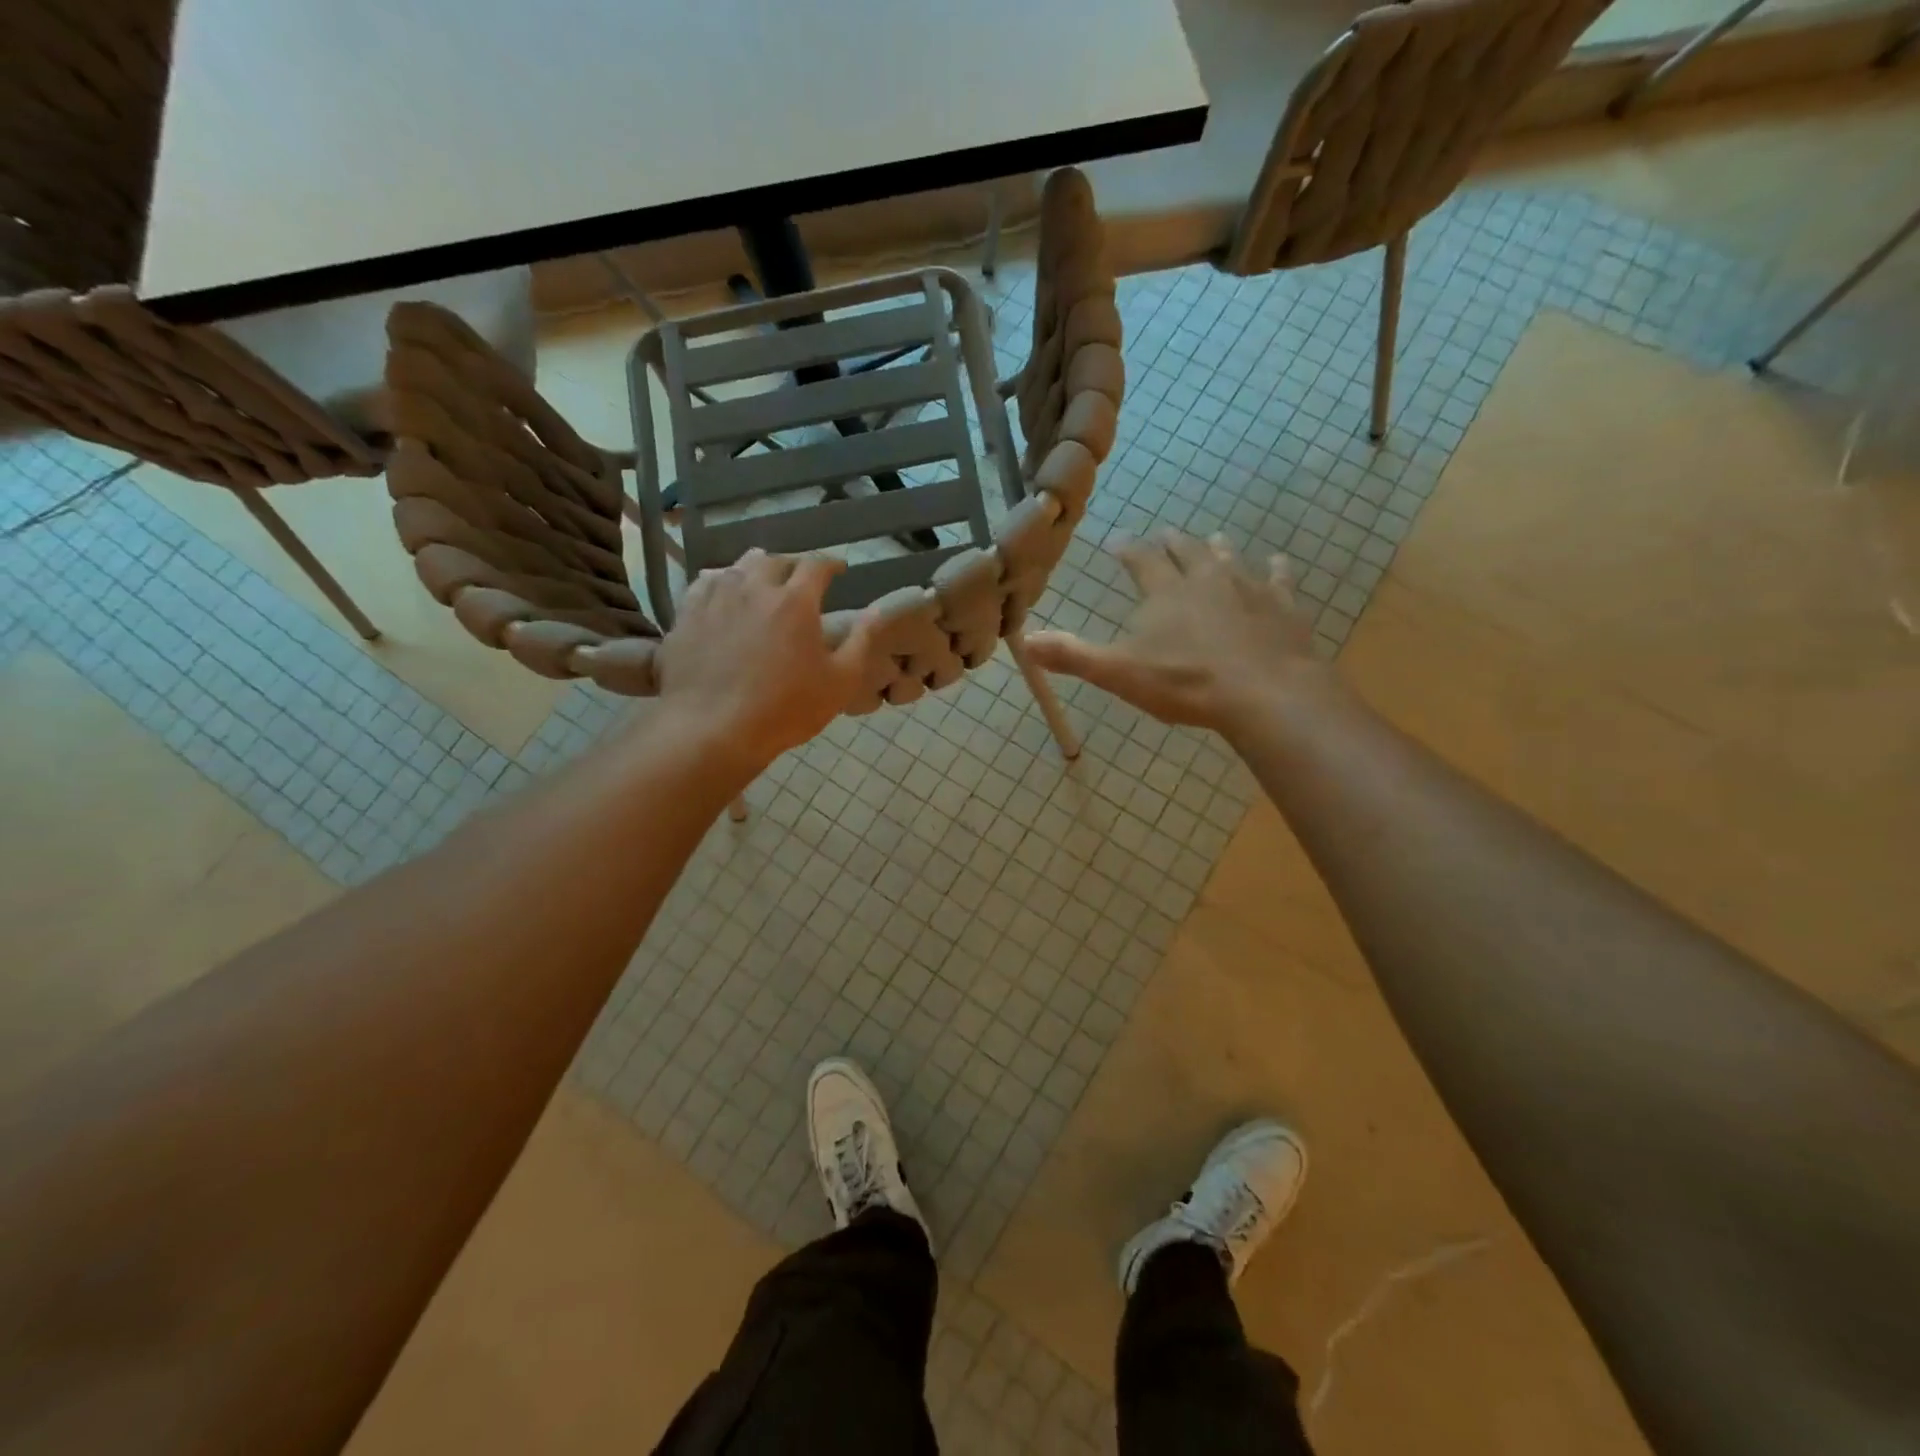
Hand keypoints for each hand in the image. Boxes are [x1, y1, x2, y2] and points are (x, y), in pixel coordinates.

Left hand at [654, 550, 876, 771]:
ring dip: (757, 569)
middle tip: (801, 579)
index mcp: (796, 601)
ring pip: (738, 567)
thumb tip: (879, 610)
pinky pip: (705, 583)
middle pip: (775, 560)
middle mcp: (755, 587)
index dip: (831, 564)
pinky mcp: (687, 614)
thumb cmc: (785, 709)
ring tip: (763, 582)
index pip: (816, 565)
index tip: (839, 570)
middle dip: (793, 565)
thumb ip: (861, 641)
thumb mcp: (840, 681)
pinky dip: (722, 582)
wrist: (712, 728)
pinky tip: (724, 594)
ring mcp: (716, 598)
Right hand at [1023, 532, 1333, 734]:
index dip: (1126, 549)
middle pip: (1185, 551)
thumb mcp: (1118, 673)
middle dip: (1171, 543)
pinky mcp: (1282, 606)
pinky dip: (1275, 570)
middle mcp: (1206, 578)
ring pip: (1229, 558)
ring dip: (1217, 549)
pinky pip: (1278, 580)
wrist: (1263, 693)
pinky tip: (1277, 563)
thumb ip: (1073, 656)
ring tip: (1213, 540)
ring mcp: (1248, 588)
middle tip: (1163, 535)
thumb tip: (1025, 642)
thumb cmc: (1185, 682)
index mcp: (1165, 591)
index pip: (1139, 559)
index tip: (1116, 541)